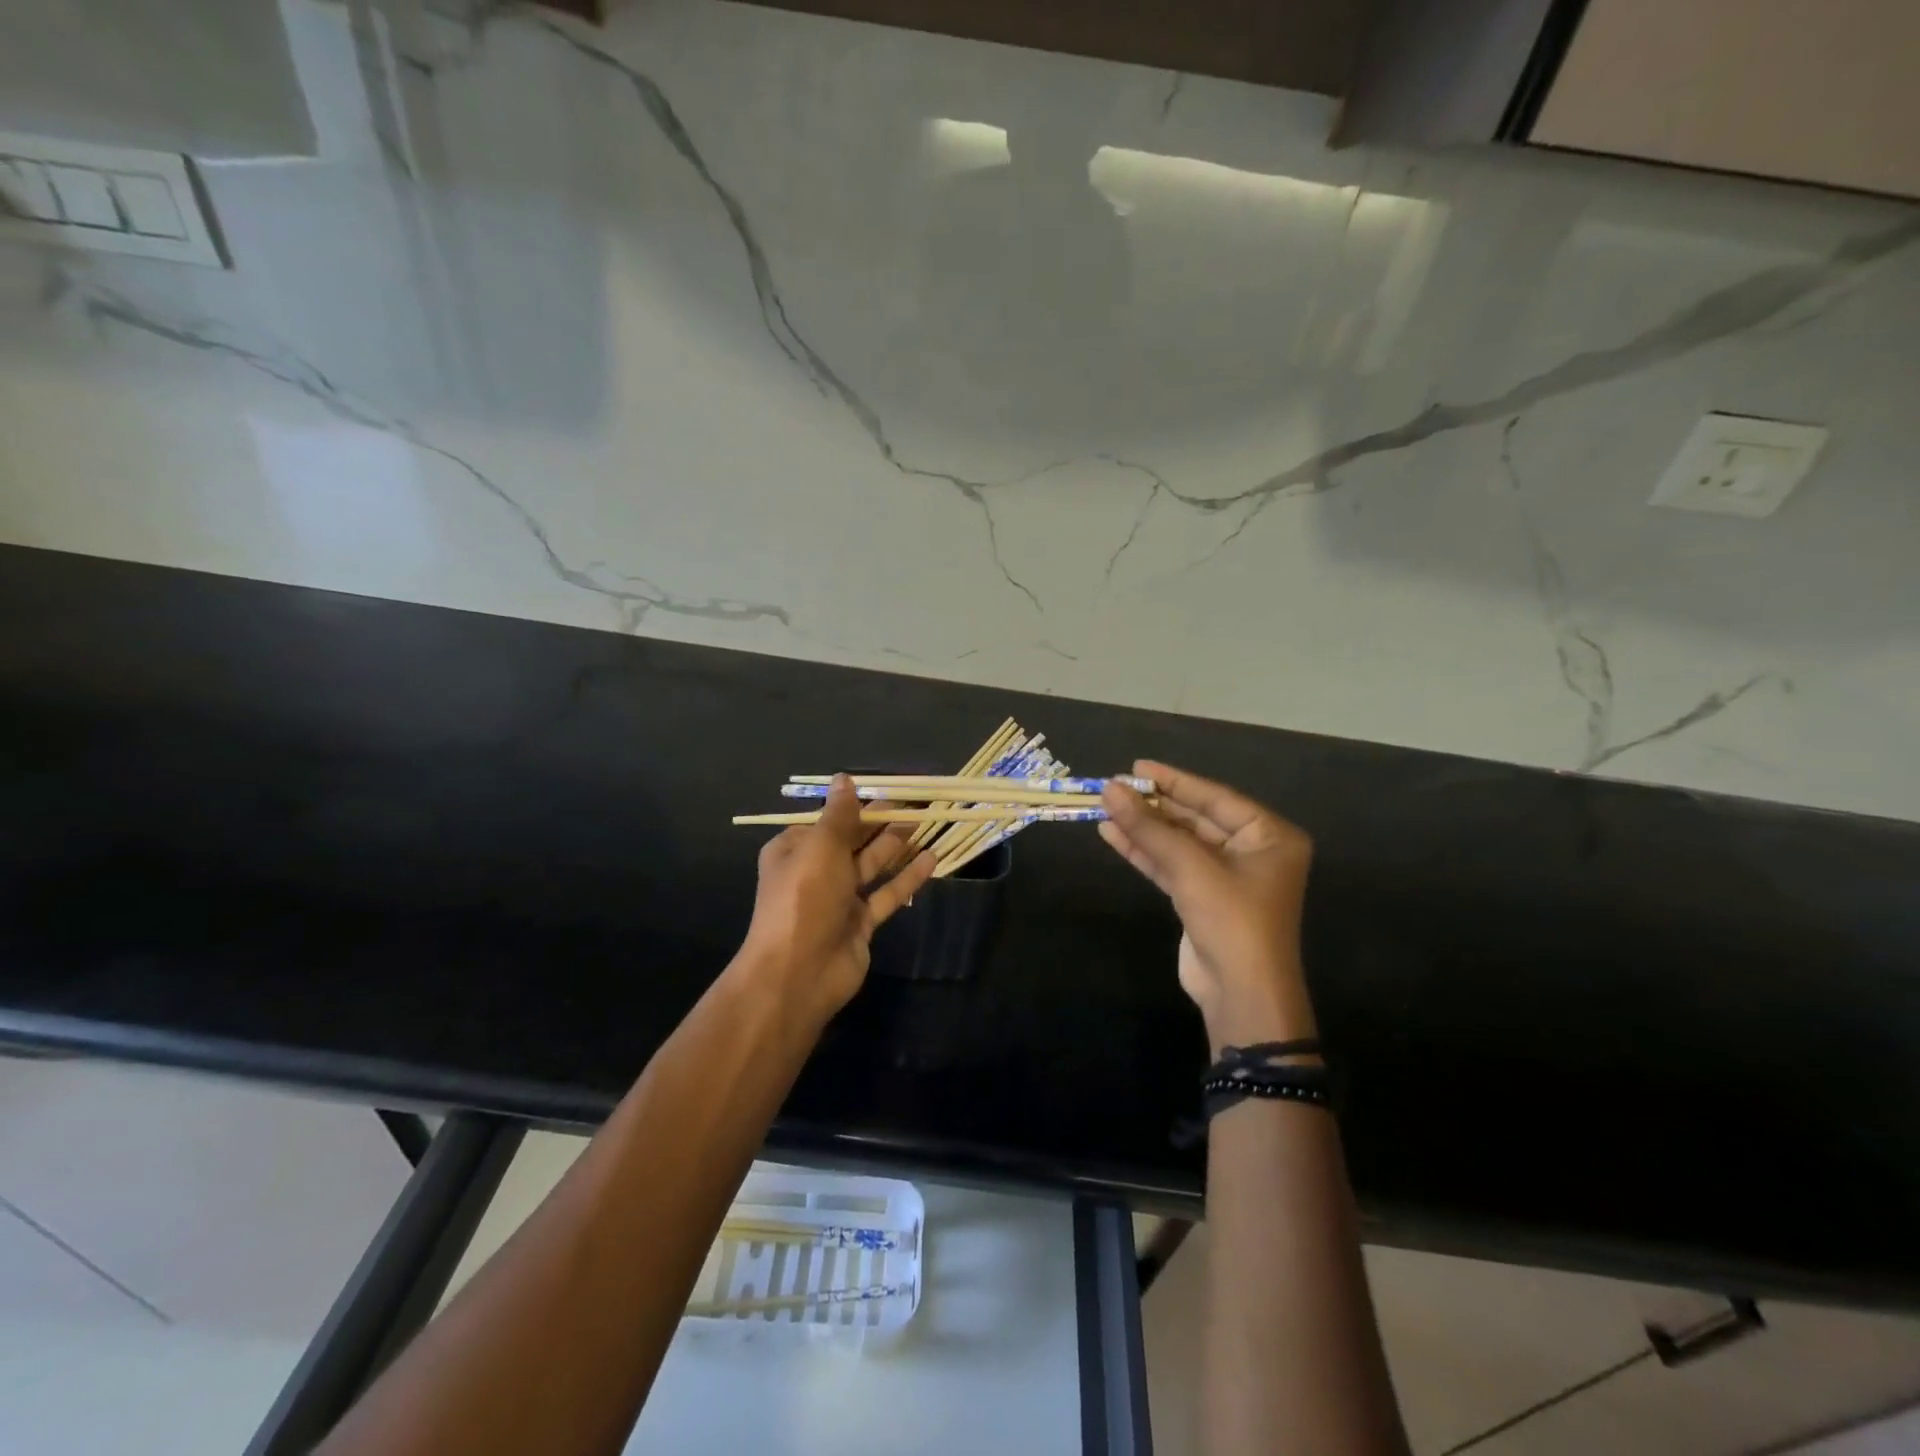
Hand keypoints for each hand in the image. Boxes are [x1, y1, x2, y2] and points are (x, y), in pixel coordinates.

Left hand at [738, 775, 934, 1024]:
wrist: (798, 973)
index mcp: (794, 850)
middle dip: (881, 821)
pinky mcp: (860, 923)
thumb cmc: (805, 898)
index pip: (828, 819)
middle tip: (916, 802)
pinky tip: (931, 859)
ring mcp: (838, 900)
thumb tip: (844, 778)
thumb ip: (839, 814)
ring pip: (871, 865)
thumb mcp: (820, 847)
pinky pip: (886, 894)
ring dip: (896, 845)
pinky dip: (907, 878)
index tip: (888, 790)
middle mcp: (815, 872)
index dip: (856, 804)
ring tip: (926, 822)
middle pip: (853, 840)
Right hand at [1100, 761, 1316, 1050]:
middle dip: (1154, 806)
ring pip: (1179, 843)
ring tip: (1105, 807)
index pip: (1215, 797)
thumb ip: (1149, 827)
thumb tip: (1109, 789)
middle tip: (1114, 788)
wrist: (1241, 994)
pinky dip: (1144, 852)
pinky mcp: (1203, 899)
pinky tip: (1112, 834)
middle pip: (1195, 818)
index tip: (1136, 766)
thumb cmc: (1231, 919)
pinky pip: (1172, 865)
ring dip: (1144, 828)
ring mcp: (1227, 877)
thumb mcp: (1190, 867)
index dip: (1173, 780)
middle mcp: (1253, 851)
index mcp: (1269, 836)